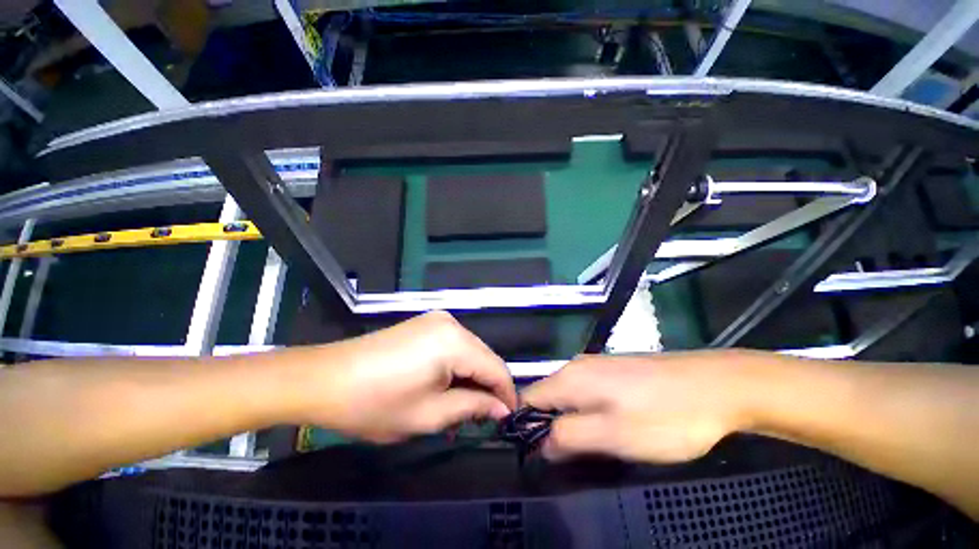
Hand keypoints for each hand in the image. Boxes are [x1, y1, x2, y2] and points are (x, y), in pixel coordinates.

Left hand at [301, 311, 516, 442]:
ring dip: (471, 379)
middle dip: (488, 388)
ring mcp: (437, 321)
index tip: (508, 420)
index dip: (506, 395)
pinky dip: (456, 368)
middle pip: (484, 357)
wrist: (325, 379)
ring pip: (470, 352)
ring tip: (462, 409)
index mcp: (455, 341)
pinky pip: (453, 346)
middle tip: (482, 419)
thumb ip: (473, 407)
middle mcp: (451, 323)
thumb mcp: (429, 414)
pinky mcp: (425, 325)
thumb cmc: (375, 403)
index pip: (496, 368)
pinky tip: (446, 388)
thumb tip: (502, 409)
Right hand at [521, 351, 758, 462]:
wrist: (716, 385)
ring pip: (570, 396)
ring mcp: (598, 365)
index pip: (528, 398)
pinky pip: (588, 392)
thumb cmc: (664, 416)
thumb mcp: (613, 436)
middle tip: (573, 457)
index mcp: (570, 378)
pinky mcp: (615, 370)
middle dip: (552, 427)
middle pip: (548, 398)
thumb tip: (541, 444)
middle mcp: (577, 366)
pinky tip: (615, 425)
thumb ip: (569, 438)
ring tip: (597, 445)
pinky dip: (591, 411)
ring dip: (574, 421)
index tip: (537, 454)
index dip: (526, 426)